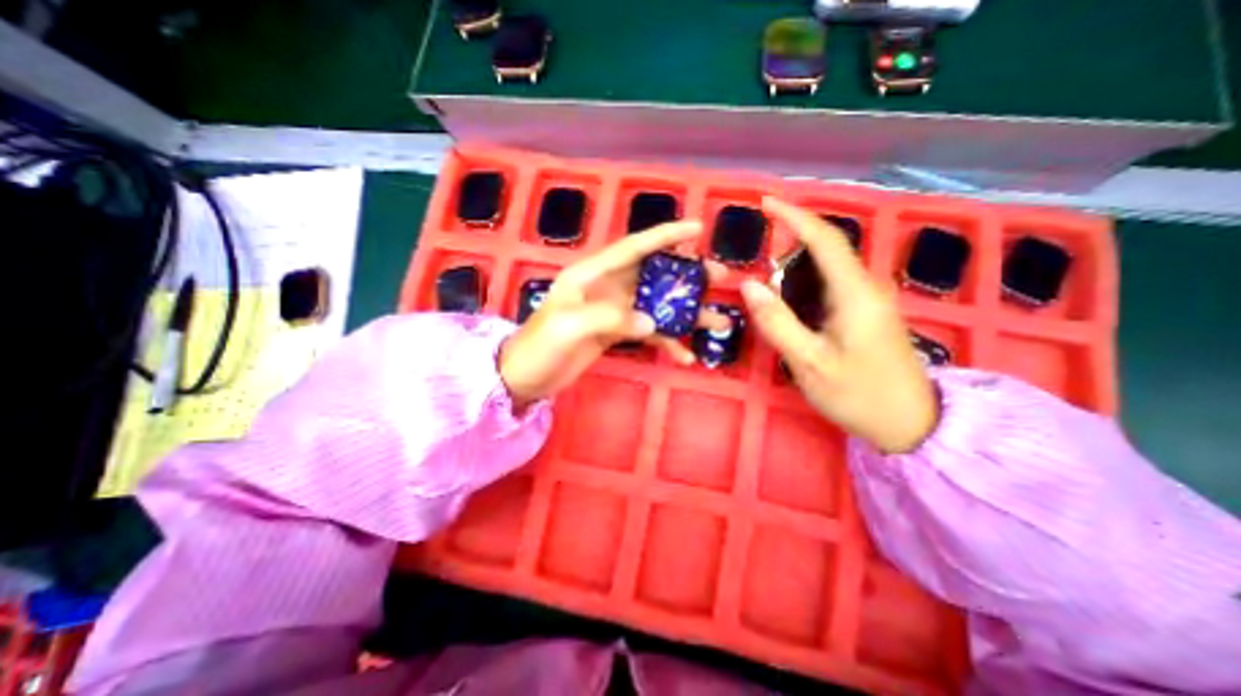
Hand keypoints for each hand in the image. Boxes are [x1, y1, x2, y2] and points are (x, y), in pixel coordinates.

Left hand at [499, 223, 729, 407]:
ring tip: (717, 322)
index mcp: (592, 274)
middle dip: (687, 274)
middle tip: (718, 278)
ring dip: (686, 312)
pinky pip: (648, 333)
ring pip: (657, 304)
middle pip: (654, 274)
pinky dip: (667, 342)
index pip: (634, 247)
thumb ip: (610, 318)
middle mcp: (607, 286)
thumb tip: (651, 323)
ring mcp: (614, 311)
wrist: (524, 377)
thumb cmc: (539, 346)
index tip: (697, 230)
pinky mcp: (616, 333)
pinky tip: (685, 355)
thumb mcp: (569, 326)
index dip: (666, 236)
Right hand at [741, 198, 936, 452]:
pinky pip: (831, 284)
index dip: (794, 216)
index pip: (824, 238)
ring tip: (767, 281)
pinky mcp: (866, 312)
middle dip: (790, 241)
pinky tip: (789, 301)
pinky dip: (804, 283)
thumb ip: (777, 323)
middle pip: (827, 248)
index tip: (765, 204)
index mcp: (855, 293)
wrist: (910, 424)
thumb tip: (749, 285)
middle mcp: (865, 287)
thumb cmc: (858, 394)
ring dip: (795, 265)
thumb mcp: (809, 363)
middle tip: (755, 256)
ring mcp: (868, 299)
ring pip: (828, 267)